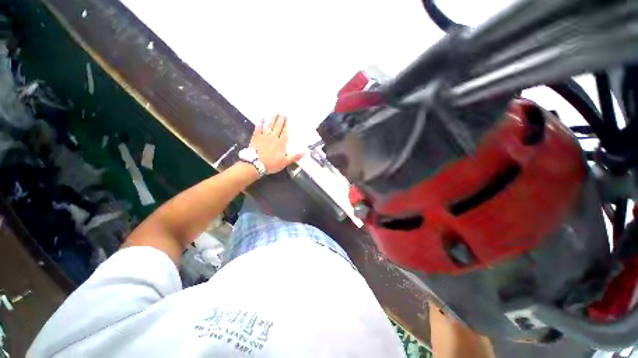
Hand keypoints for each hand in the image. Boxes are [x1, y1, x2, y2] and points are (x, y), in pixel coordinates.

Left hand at [249, 114, 303, 173]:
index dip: (286, 126)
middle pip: (278, 127)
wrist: (256, 164)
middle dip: (281, 120)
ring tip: (275, 113)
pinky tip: (261, 118)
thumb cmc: (271, 164)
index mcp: (281, 144)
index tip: (288, 119)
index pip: (285, 132)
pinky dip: (260, 123)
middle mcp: (273, 138)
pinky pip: (258, 128)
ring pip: (270, 126)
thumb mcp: (285, 162)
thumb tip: (304, 153)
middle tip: (282, 113)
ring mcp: (264, 137)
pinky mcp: (256, 137)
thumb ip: (294, 157)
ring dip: (273, 119)